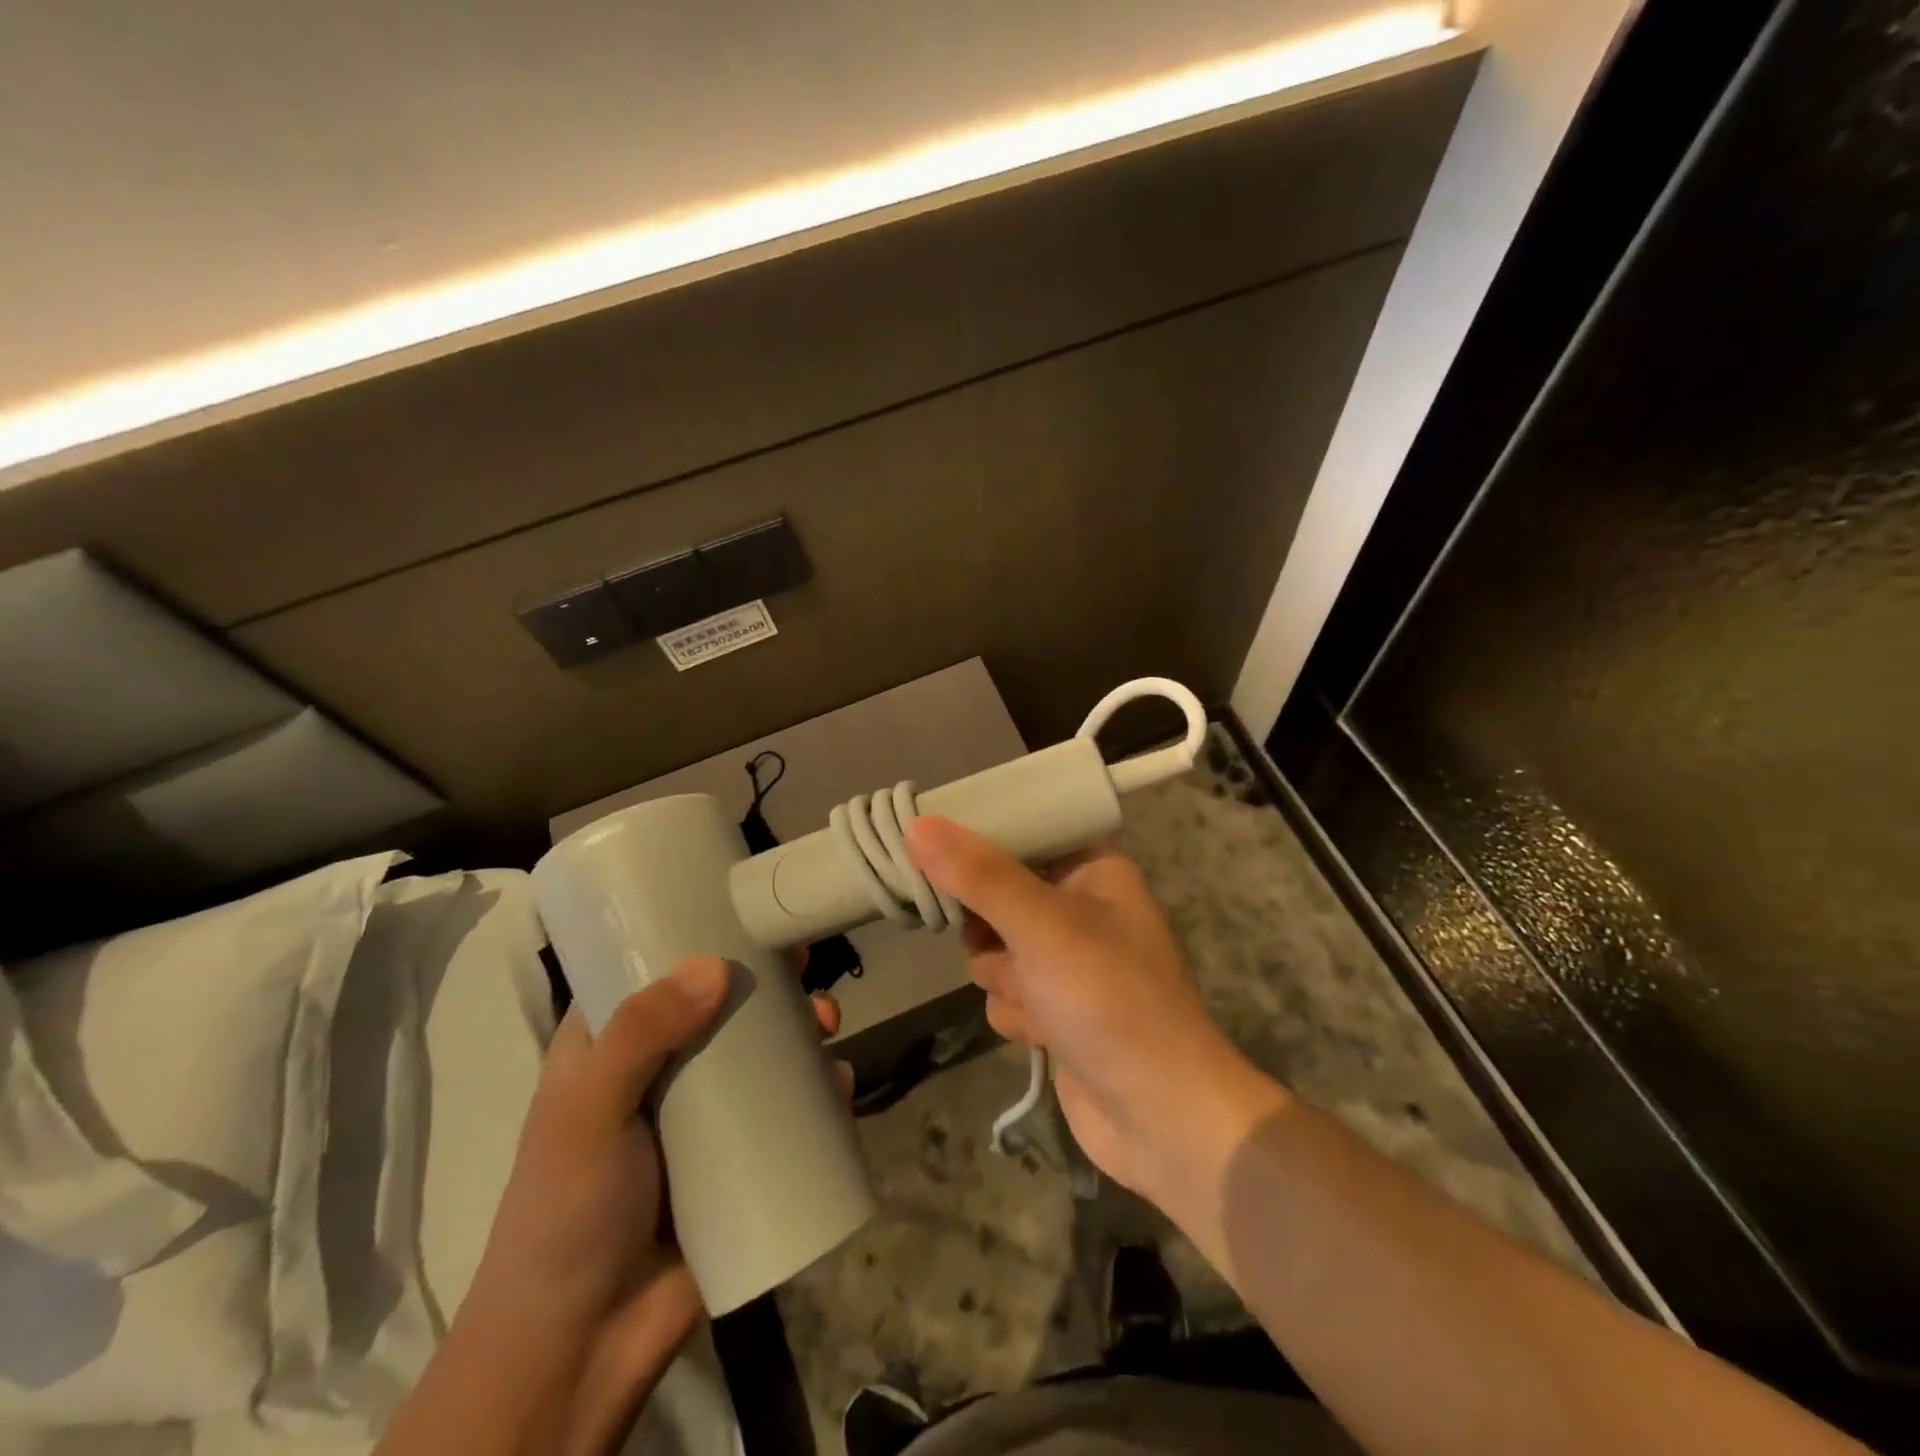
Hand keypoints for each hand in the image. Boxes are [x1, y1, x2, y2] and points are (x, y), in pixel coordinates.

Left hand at [461, 955, 841, 1455]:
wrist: (581, 1351)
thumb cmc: (566, 1214)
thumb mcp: (586, 1113)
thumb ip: (640, 1036)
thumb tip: (717, 967)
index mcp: (612, 1047)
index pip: (651, 970)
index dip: (694, 933)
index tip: (745, 908)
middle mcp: (661, 1070)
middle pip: (722, 1005)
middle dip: (768, 981)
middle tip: (804, 967)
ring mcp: (704, 1117)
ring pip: (762, 1053)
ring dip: (802, 1029)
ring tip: (829, 1022)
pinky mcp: (740, 1159)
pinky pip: (789, 1112)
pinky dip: (820, 1090)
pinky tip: (842, 1083)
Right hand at [907, 817, 1278, 1202]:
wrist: (1161, 1117)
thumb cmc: (1109, 999)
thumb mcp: (1042, 926)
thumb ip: (979, 876)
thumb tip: (919, 825)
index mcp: (1094, 870)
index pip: (1027, 830)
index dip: (981, 835)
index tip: (931, 839)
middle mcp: (1081, 909)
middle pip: (999, 892)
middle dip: (989, 926)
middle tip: (987, 935)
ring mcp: (1067, 963)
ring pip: (995, 948)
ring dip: (1004, 976)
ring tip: (1035, 996)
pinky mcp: (1055, 1009)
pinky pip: (1006, 992)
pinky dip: (1016, 1013)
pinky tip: (1042, 1033)